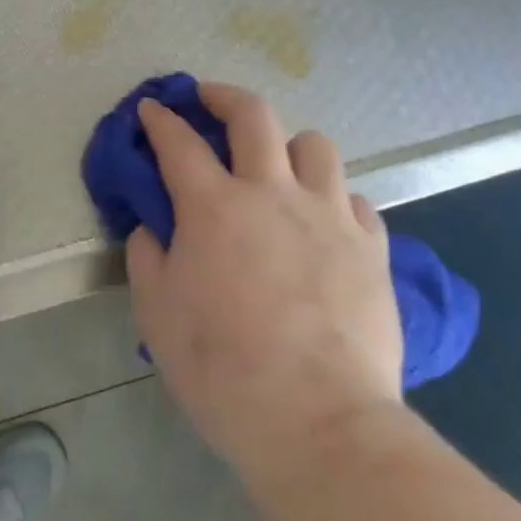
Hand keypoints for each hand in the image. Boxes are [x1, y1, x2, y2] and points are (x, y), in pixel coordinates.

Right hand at [126, 84, 402, 477]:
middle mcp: (272, 193)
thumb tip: (155, 228)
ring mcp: (329, 216)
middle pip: (253, 115)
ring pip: (315, 145)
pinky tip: (322, 223)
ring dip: (288, 145)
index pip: (178, 141)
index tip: (152, 109)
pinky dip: (332, 199)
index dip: (160, 118)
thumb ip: (148, 257)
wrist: (321, 424)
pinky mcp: (371, 248)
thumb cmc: (224, 369)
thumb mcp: (158, 313)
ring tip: (276, 167)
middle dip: (224, 96)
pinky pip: (353, 199)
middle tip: (209, 101)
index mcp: (213, 206)